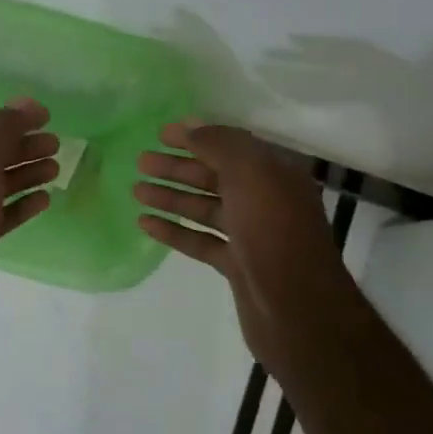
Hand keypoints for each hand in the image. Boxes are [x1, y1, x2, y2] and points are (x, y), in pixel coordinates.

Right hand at [133, 122, 350, 364]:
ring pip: (204, 209)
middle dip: (177, 167)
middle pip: (214, 177)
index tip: (161, 134)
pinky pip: (200, 240)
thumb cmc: (273, 230)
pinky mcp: (237, 265)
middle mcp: (266, 201)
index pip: (231, 146)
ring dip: (171, 197)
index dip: (197, 137)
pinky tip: (146, 223)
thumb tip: (190, 126)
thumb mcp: (250, 173)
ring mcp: (251, 235)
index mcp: (275, 174)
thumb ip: (219, 145)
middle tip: (141, 161)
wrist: (296, 307)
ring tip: (136, 190)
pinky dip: (174, 230)